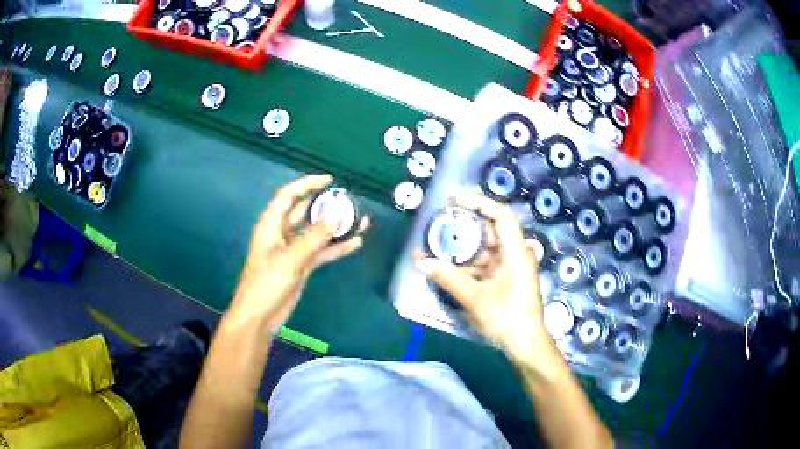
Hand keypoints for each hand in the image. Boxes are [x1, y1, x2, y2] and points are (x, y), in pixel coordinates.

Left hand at [231, 175, 368, 332]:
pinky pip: (321, 251)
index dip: (307, 185)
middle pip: (305, 212)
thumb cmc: (267, 283)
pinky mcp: (302, 266)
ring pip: (317, 232)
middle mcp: (282, 234)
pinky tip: (355, 243)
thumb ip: (313, 238)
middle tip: (349, 201)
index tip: (329, 181)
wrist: (260, 316)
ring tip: (360, 220)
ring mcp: (293, 251)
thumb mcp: (290, 259)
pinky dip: (336, 247)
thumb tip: (335, 218)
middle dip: (325, 205)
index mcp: (272, 225)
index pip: (289, 196)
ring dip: (336, 227)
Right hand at [415, 194, 548, 361]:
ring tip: (440, 251)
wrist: (526, 345)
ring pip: (487, 250)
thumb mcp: (475, 298)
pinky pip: (488, 265)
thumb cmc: (508, 319)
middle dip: (465, 230)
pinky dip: (471, 266)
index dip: (479, 203)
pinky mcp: (508, 280)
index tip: (455, 202)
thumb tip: (422, 262)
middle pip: (491, 231)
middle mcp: (517, 255)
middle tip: (440, 228)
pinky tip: (451, 271)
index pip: (501, 215)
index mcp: (516, 252)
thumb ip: (449, 278)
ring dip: (465, 251)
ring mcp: (513, 268)